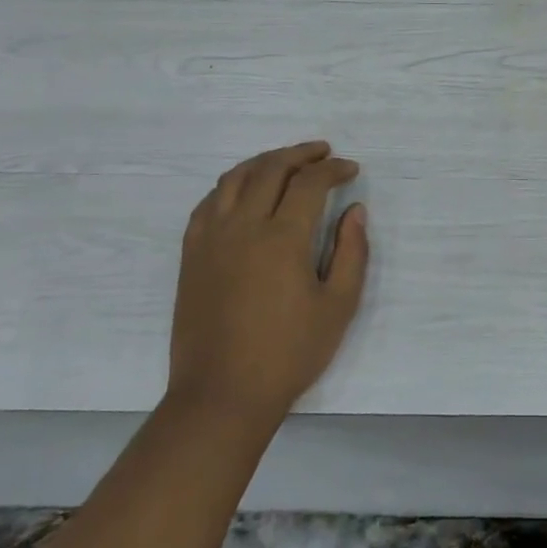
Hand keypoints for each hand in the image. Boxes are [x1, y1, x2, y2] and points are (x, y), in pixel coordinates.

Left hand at [166, 141, 367, 429]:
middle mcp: (243, 227)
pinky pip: (207, 202)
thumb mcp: (338, 307)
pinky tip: (244, 192)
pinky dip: (231, 185)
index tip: (351, 170)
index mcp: (282, 238)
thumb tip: (355, 211)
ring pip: (234, 178)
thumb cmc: (289, 353)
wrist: (222, 394)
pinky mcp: (191, 254)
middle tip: (323, 153)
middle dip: (301, 154)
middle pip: (270, 169)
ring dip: (264, 161)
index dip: (333, 169)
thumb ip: (352, 253)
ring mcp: (211, 238)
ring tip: (286, 162)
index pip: (309, 183)